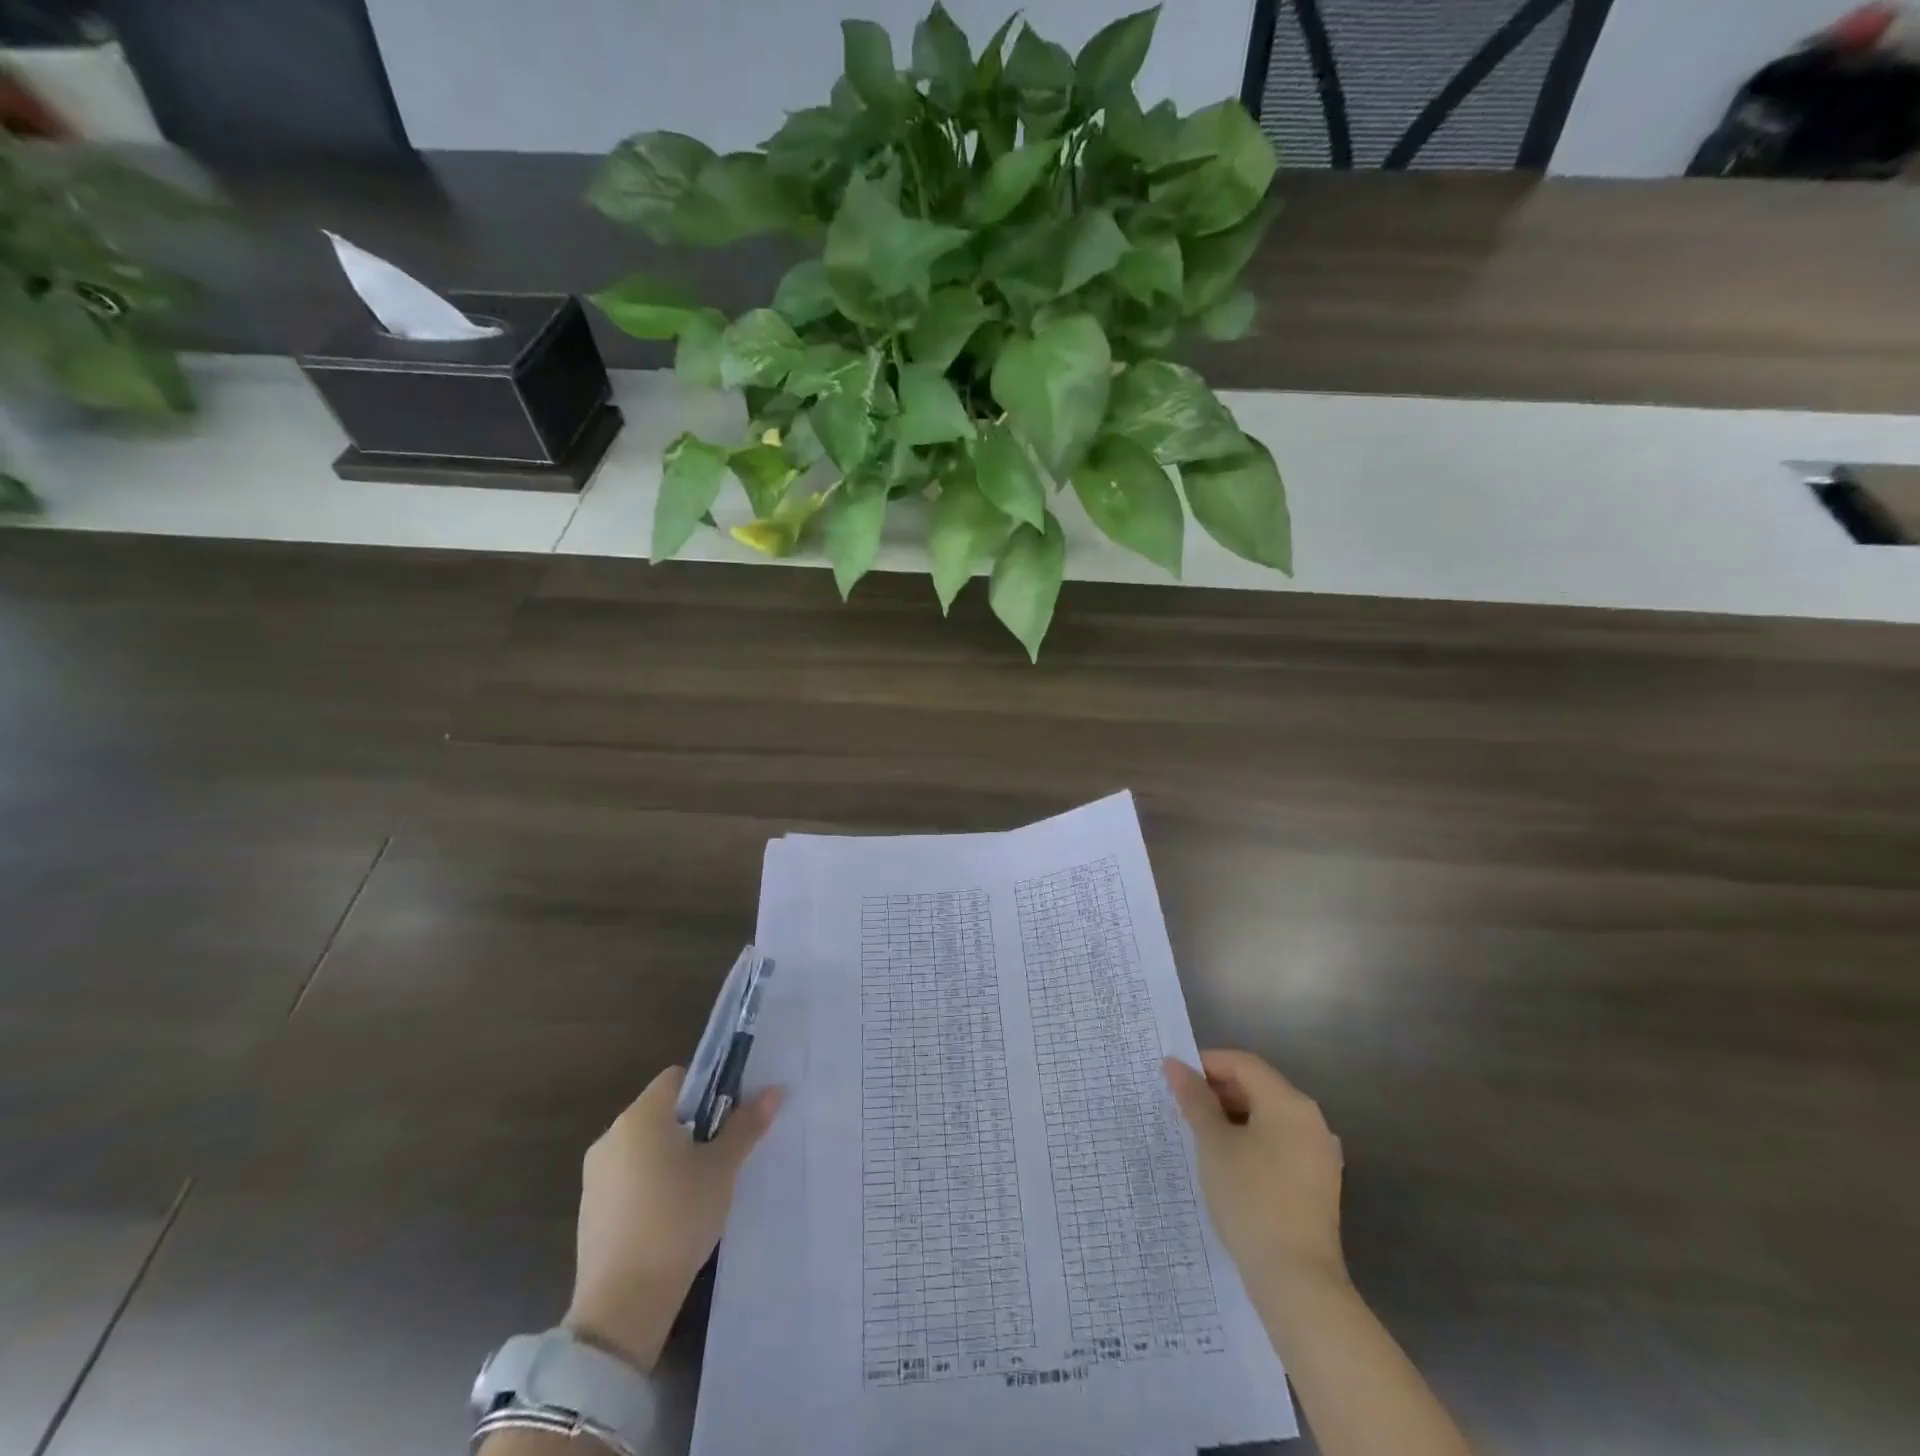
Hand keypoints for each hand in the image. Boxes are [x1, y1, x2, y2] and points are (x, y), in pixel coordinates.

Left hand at [565, 1066, 782, 1373]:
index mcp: (641, 1116)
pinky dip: (651, 1183)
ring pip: (645, 1146)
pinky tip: (672, 1214)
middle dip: (693, 1124)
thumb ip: (746, 1125)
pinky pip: (628, 1177)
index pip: (678, 1077)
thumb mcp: (722, 1169)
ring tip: (701, 1186)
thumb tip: (774, 1089)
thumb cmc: (678, 1219)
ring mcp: (595, 1175)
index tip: (730, 1115)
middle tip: (722, 1151)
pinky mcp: (590, 1210)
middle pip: (661, 1111)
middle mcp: (612, 1135)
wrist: (622, 1305)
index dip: (708, 1087)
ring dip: (671, 1155)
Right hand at [1164, 1049, 1345, 1291]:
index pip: (1243, 1063)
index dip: (1206, 1063)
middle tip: (1181, 1106)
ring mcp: (1318, 1153)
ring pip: (1268, 1117)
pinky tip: (1226, 1161)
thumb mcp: (1213, 1143)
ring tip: (1198, 1133)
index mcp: (1289, 1103)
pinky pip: (1279, 1143)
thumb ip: (1194, 1099)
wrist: (1297, 1281)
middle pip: (1258, 1086)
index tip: (1174, 1078)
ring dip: (1232, 1116)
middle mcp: (1310, 1120)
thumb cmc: (1250, 1198)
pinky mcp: (1317, 1183)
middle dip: (1218, 1090)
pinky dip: (1251, 1140)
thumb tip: (1174, 1064)